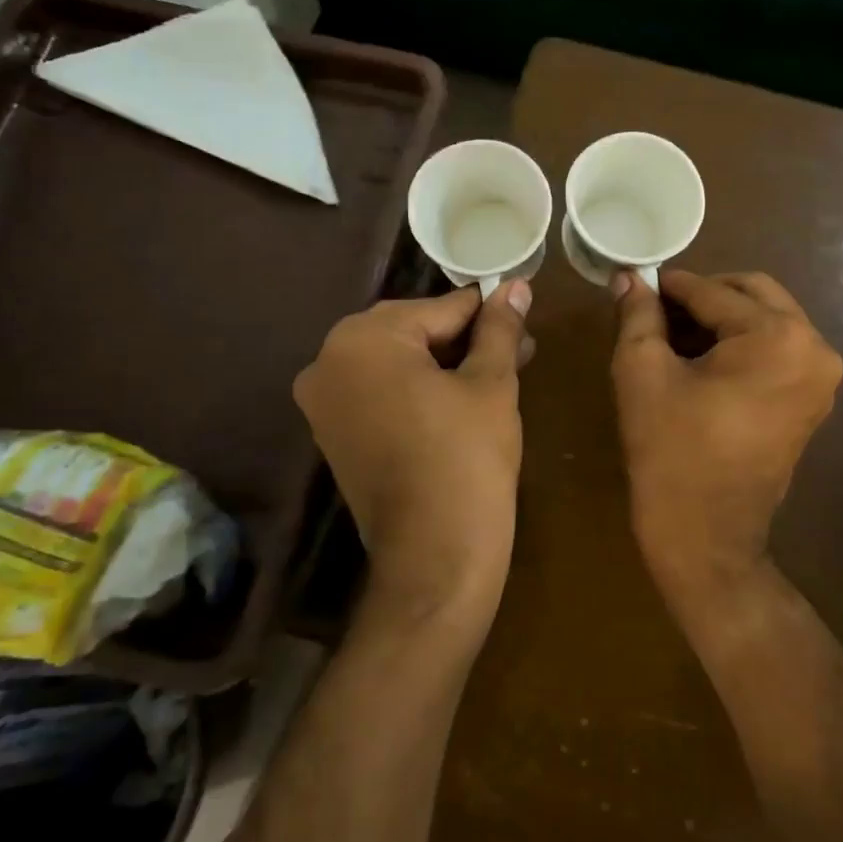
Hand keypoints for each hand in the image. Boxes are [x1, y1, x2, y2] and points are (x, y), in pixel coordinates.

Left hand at [294, 282, 531, 617]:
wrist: (434, 555)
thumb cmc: (467, 458)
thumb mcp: (491, 384)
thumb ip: (499, 328)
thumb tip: (516, 286)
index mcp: (362, 339)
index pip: (437, 308)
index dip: (485, 312)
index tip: (519, 312)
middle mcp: (327, 361)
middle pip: (411, 332)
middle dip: (465, 338)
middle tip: (518, 349)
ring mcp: (323, 402)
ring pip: (396, 363)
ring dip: (445, 363)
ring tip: (499, 372)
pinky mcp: (332, 434)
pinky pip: (380, 393)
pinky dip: (418, 389)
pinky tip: (461, 397)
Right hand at [610, 270, 842, 609]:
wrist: (705, 536)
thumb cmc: (670, 451)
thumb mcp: (642, 373)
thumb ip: (637, 314)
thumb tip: (629, 276)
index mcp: (778, 336)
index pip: (714, 292)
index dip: (670, 286)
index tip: (638, 284)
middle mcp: (815, 347)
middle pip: (752, 294)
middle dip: (702, 297)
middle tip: (657, 312)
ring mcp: (821, 376)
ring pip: (766, 319)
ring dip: (721, 319)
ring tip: (673, 338)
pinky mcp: (813, 399)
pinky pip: (776, 349)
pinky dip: (741, 344)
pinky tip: (700, 361)